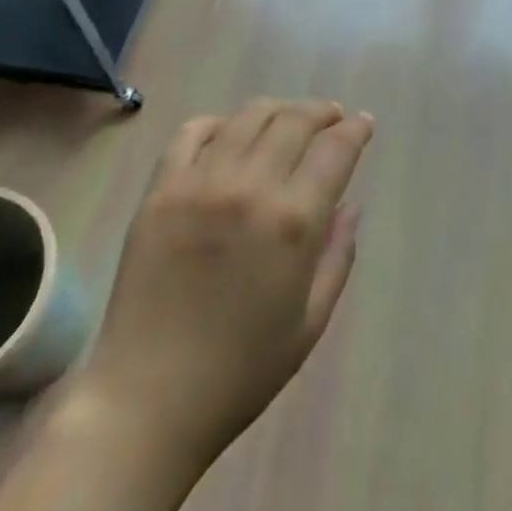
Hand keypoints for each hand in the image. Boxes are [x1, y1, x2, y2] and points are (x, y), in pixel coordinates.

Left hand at [83, 99, 373, 473]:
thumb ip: (338, 254)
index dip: (355, 129)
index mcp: (293, 221)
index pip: (334, 149)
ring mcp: (199, 184)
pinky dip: (217, 123)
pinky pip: (190, 133)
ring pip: (247, 117)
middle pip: (294, 121)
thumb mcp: (311, 321)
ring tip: (288, 119)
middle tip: (332, 118)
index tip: (364, 124)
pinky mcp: (159, 191)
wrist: (147, 400)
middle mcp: (249, 187)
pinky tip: (229, 134)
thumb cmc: (241, 370)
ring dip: (277, 110)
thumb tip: (351, 204)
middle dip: (321, 112)